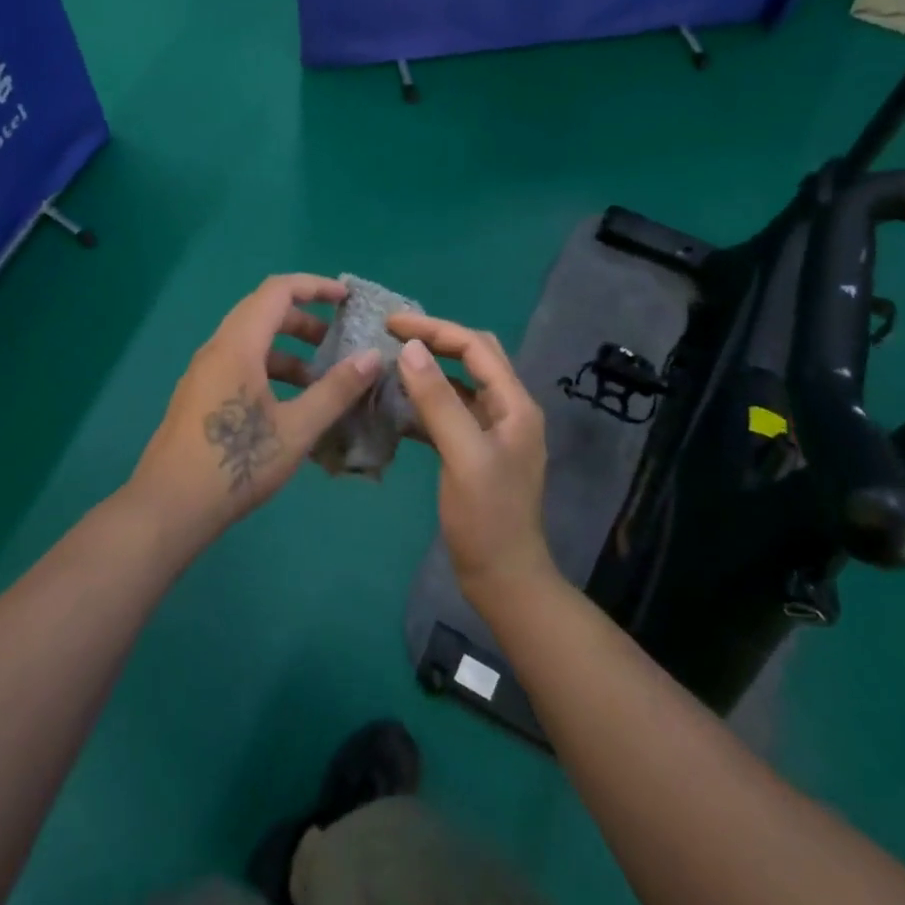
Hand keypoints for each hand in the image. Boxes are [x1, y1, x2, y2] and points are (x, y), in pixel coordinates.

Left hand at [128, 274, 383, 545]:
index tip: (346, 298)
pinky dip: (268, 369)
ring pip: (250, 342)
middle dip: (304, 319)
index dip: (314, 286)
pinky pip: (238, 364)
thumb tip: (372, 356)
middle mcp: (217, 349)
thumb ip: (335, 390)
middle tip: (337, 339)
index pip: (277, 291)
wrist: (168, 508)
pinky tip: (288, 405)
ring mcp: (203, 373)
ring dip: (287, 350)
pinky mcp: (198, 396)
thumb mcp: (296, 429)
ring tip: (319, 380)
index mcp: (238, 345)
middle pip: (262, 312)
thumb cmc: (236, 463)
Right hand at [389, 312, 555, 606]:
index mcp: (514, 404)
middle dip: (434, 340)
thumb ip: (438, 401)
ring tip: (389, 364)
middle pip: (472, 356)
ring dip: (428, 370)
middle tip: (391, 336)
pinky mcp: (474, 451)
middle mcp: (507, 409)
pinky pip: (449, 412)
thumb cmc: (487, 518)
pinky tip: (396, 407)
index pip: (475, 346)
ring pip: (459, 383)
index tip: (390, 324)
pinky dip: (424, 402)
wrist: (503, 579)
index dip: (434, 329)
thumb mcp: (463, 455)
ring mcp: (492, 431)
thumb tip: (411, 348)